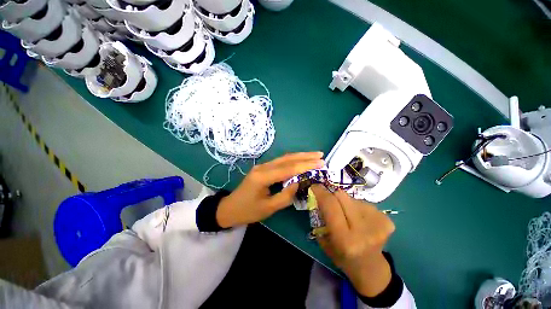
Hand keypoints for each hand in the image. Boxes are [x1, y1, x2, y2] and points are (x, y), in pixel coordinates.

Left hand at [216, 152, 324, 227]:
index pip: (288, 169)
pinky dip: (293, 160)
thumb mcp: (268, 208)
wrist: (229, 208)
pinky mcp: (263, 168)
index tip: (320, 163)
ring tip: (314, 155)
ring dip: (300, 156)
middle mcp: (263, 167)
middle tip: (321, 155)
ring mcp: (262, 166)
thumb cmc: (248, 211)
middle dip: (305, 157)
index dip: (305, 166)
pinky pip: (280, 162)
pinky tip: (301, 160)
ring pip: (284, 158)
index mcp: (263, 177)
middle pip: (287, 159)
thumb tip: (298, 183)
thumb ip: (285, 196)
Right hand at [311, 185, 395, 296]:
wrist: (371, 268)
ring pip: (352, 198)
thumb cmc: (342, 257)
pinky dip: (358, 207)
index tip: (315, 187)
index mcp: (345, 239)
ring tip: (348, 215)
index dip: (321, 192)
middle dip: (332, 196)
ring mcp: (378, 224)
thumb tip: (319, 196)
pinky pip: (364, 202)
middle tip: (330, 202)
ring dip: (346, 203)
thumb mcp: (324, 241)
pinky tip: (360, 219)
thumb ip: (321, 217)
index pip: (331, 205)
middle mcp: (363, 230)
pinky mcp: (387, 220)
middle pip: (342, 195)